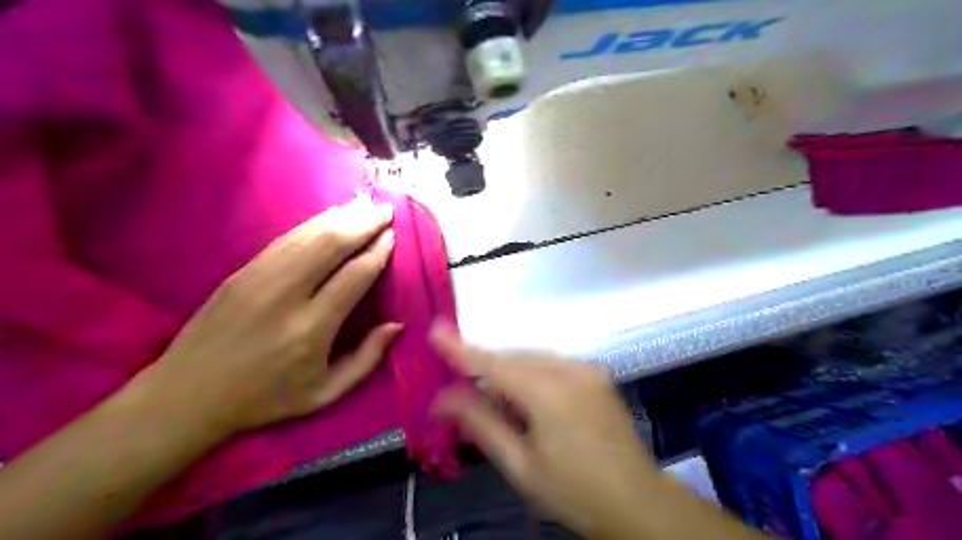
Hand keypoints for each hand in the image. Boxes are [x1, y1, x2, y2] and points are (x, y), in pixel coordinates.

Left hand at [130, 196, 403, 439]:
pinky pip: (285, 239)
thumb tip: (396, 324)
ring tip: (364, 206)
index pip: (354, 276)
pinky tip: (329, 216)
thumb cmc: (265, 399)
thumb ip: (367, 359)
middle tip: (385, 210)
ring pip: (307, 235)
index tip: (392, 236)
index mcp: (312, 328)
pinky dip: (312, 224)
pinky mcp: (241, 272)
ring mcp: (259, 278)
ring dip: (340, 217)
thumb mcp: (325, 393)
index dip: (377, 252)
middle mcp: (286, 295)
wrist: (187, 396)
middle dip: (362, 223)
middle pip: (331, 244)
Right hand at [432, 325, 657, 539]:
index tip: (434, 331)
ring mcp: (586, 368)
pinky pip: (551, 364)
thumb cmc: (574, 491)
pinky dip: (530, 375)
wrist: (638, 502)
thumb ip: (481, 425)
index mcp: (549, 392)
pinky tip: (527, 401)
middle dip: (484, 371)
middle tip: (460, 396)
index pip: (494, 363)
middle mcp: (569, 369)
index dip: (461, 348)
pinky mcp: (595, 373)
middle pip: (512, 358)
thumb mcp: (521, 465)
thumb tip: (442, 400)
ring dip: (507, 374)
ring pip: (531, 359)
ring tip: (495, 405)